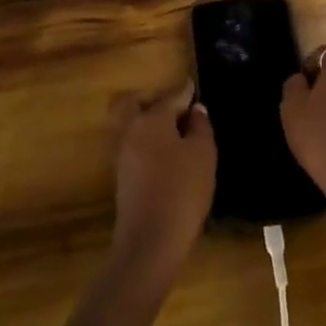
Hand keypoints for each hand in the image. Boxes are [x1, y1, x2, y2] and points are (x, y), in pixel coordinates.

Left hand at [109, 82, 215, 274]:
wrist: (151, 241)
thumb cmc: (182, 189)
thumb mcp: (203, 154)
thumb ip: (200, 127)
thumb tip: (196, 110)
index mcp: (151, 120)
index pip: (170, 97)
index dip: (185, 91)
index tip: (193, 85)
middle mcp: (131, 131)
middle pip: (130, 104)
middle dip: (148, 100)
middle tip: (172, 107)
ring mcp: (122, 156)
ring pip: (130, 127)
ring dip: (147, 123)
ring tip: (174, 133)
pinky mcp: (122, 179)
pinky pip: (133, 148)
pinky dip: (147, 144)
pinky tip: (166, 156)